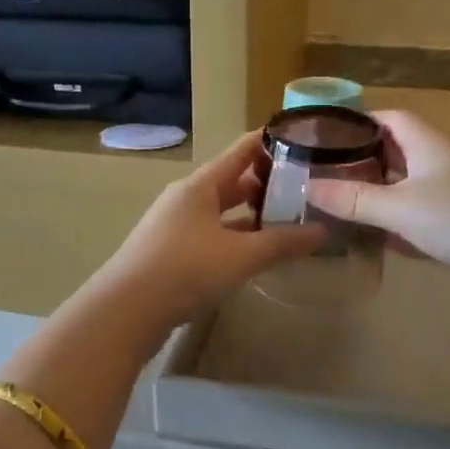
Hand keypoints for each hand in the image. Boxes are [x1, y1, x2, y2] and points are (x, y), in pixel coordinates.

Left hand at [90, 132, 326, 332]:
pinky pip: (211, 234)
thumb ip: (283, 242)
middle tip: (304, 186)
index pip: (241, 150)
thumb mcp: (241, 256)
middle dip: (265, 182)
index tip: (303, 138)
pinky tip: (254, 252)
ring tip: (287, 218)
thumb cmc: (185, 270)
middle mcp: (186, 198)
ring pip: (221, 211)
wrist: (126, 311)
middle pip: (231, 181)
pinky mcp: (170, 252)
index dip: (270, 141)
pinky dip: (235, 237)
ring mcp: (175, 225)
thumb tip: (323, 231)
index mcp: (200, 185)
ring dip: (251, 214)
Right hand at [305, 110, 449, 282]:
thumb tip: (306, 187)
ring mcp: (449, 197)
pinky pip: (414, 220)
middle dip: (358, 162)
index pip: (387, 118)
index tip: (322, 136)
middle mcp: (437, 164)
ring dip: (372, 197)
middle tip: (318, 177)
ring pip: (401, 190)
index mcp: (426, 144)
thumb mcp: (401, 206)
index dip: (357, 122)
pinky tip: (366, 239)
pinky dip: (391, 226)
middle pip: (392, 154)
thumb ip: (354, 199)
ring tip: (331, 207)